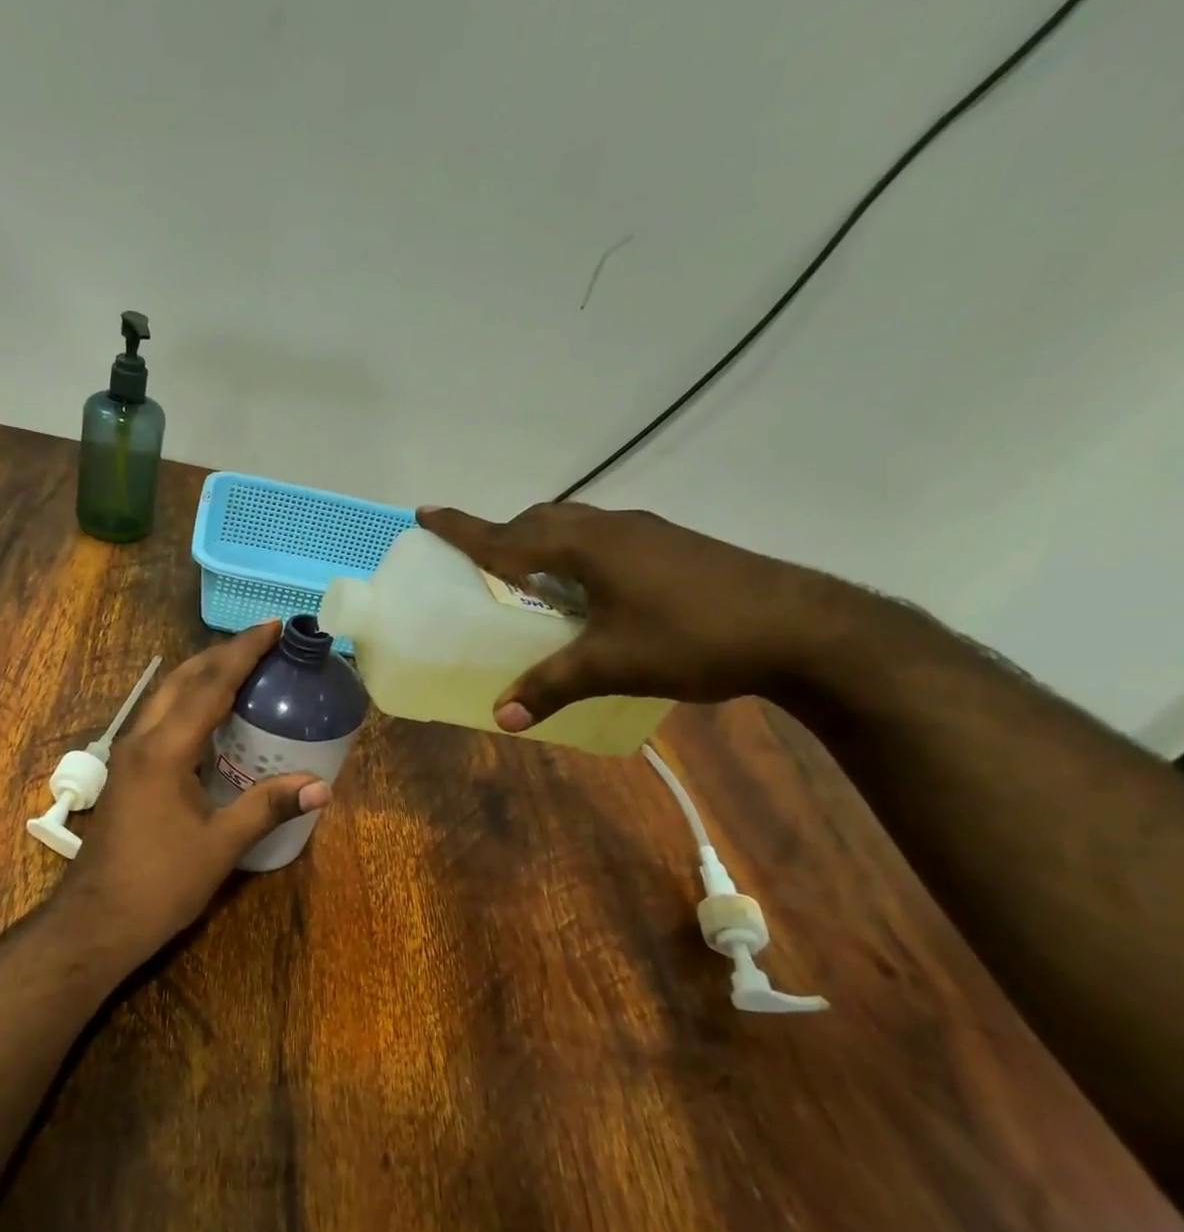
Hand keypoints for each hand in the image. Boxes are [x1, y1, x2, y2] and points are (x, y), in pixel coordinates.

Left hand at [53, 621, 330, 964]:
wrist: (97, 920)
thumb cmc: (160, 884)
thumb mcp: (220, 846)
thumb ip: (267, 808)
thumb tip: (321, 787)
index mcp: (165, 750)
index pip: (209, 685)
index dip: (243, 652)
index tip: (273, 627)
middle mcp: (141, 741)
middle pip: (182, 679)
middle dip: (221, 654)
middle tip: (262, 642)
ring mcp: (128, 756)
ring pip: (166, 697)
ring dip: (202, 675)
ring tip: (242, 668)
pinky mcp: (127, 773)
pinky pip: (161, 720)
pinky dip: (189, 703)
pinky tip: (212, 718)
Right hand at [417, 501, 863, 730]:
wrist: (805, 628)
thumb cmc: (695, 637)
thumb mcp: (613, 665)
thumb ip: (551, 686)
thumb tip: (500, 717)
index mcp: (589, 547)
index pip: (509, 534)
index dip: (464, 528)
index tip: (425, 514)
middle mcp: (614, 529)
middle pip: (542, 521)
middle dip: (503, 534)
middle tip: (478, 559)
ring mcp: (648, 534)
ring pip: (576, 527)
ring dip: (542, 542)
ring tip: (526, 574)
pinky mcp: (673, 548)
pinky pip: (603, 539)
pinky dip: (575, 554)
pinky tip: (587, 590)